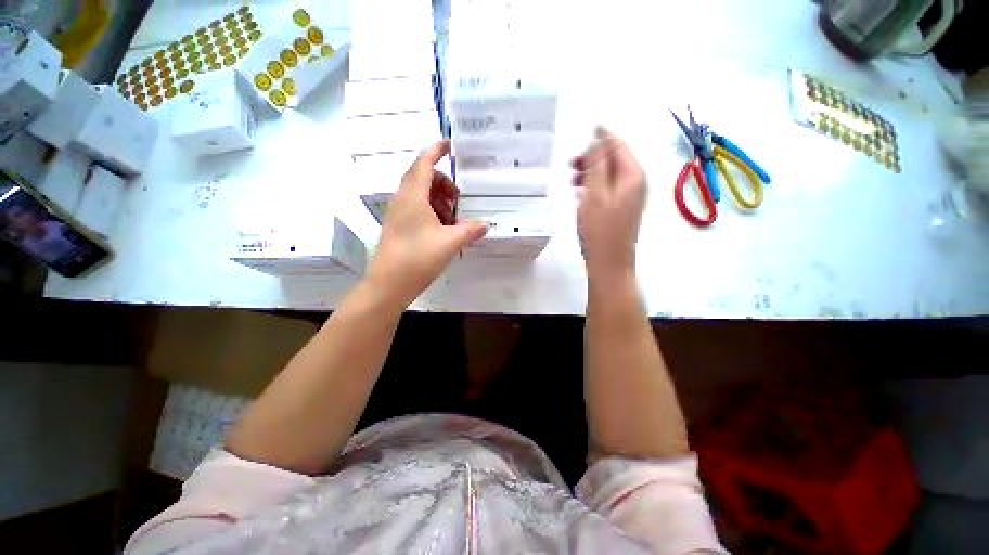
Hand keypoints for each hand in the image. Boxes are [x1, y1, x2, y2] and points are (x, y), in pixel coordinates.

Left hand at [366, 140, 487, 306]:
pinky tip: (443, 229)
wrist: (389, 284)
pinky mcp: (398, 226)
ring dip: (438, 200)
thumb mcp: (450, 242)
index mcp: (413, 196)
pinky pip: (416, 209)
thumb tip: (485, 224)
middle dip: (443, 183)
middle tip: (457, 199)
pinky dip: (431, 211)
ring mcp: (398, 213)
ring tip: (452, 219)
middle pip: (423, 178)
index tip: (449, 144)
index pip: (424, 164)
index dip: (436, 151)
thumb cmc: (419, 258)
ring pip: (420, 195)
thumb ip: (470, 230)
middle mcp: (402, 200)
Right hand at [572, 126, 646, 282]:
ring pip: (610, 175)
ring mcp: (631, 197)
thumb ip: (597, 165)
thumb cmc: (599, 229)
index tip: (586, 132)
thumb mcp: (595, 194)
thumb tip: (598, 138)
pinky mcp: (623, 209)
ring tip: (573, 182)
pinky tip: (581, 194)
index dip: (602, 137)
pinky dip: (595, 187)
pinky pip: (609, 189)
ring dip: (592, 173)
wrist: (609, 263)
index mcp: (633, 175)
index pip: (618, 146)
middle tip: (571, 166)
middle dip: (593, 159)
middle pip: (615, 160)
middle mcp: (636, 183)